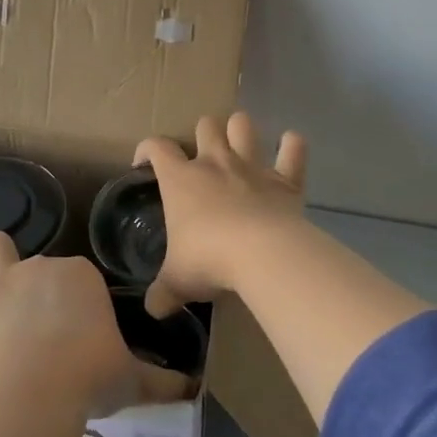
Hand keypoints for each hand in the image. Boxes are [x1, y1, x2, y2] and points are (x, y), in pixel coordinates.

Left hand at [0, 232, 190, 415]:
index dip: (78, 304)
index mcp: (82, 276)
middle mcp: (42, 266)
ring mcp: (0, 278)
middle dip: (37, 283)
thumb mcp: (131, 379)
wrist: (40, 382)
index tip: (79, 334)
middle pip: (39, 263)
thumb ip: (160, 381)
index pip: (80, 279)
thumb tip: (192, 388)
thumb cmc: (92, 374)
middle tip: (39, 322)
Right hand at [134, 112, 307, 316]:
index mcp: (180, 179)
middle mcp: (215, 163)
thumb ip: (163, 293)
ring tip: (239, 141)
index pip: (157, 147)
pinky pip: (293, 151)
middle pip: (205, 126)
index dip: (147, 149)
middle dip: (203, 133)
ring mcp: (252, 167)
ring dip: (240, 129)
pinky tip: (290, 144)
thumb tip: (152, 310)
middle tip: (202, 155)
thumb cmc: (208, 260)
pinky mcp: (285, 180)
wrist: (261, 255)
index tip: (144, 163)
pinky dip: (292, 146)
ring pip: (243, 126)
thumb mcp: (177, 281)